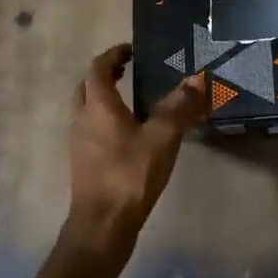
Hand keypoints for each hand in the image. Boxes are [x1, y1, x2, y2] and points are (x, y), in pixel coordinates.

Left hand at [60, 44, 206, 277]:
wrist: (101, 227)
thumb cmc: (129, 176)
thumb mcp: (162, 137)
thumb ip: (179, 106)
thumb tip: (197, 79)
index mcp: (98, 106)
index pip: (98, 68)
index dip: (114, 55)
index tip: (132, 50)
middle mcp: (82, 119)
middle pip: (88, 86)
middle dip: (106, 74)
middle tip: (129, 70)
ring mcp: (80, 143)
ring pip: (87, 109)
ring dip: (104, 97)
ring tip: (133, 99)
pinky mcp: (84, 164)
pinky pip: (92, 130)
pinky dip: (106, 120)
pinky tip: (130, 134)